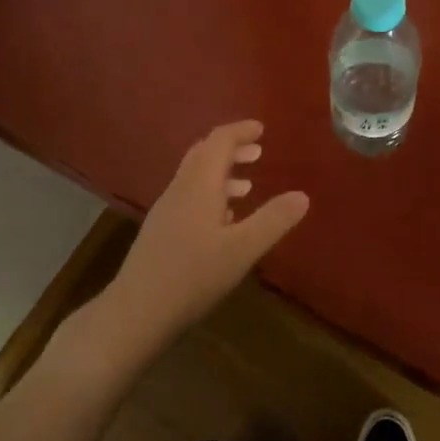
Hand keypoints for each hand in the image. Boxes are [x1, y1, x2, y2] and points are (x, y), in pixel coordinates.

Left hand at [76, 121, 308, 374]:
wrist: (137, 312)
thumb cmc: (193, 276)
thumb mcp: (242, 249)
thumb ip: (273, 220)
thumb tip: (303, 195)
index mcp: (199, 185)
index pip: (219, 141)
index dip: (240, 131)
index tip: (262, 129)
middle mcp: (180, 189)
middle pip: (204, 154)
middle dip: (231, 148)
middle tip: (258, 152)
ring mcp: (167, 210)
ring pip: (195, 177)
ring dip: (222, 172)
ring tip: (248, 185)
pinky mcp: (161, 231)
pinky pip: (189, 196)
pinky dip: (211, 193)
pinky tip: (224, 220)